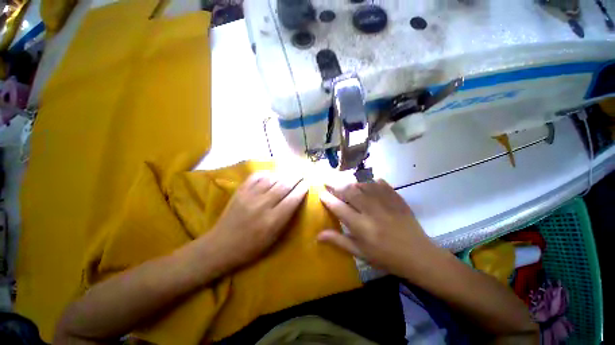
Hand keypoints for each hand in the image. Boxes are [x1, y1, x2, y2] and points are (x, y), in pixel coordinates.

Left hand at [205, 172, 308, 271]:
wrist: (221, 245)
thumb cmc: (252, 247)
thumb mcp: (274, 238)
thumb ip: (286, 218)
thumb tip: (295, 200)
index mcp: (272, 220)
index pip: (292, 199)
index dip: (302, 189)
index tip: (307, 183)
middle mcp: (262, 205)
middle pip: (284, 185)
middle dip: (296, 178)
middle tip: (302, 174)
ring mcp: (249, 196)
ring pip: (272, 178)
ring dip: (283, 175)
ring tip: (289, 174)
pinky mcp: (240, 191)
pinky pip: (256, 176)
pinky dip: (267, 174)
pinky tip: (271, 175)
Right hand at [318, 180, 438, 276]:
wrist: (418, 256)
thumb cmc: (386, 258)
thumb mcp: (360, 253)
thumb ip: (338, 241)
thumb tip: (318, 235)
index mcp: (361, 227)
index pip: (339, 208)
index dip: (327, 199)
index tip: (321, 193)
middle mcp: (371, 211)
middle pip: (350, 191)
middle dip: (335, 184)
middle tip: (327, 181)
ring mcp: (385, 203)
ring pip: (363, 184)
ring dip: (350, 180)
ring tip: (342, 180)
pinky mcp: (396, 198)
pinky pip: (380, 183)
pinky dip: (370, 179)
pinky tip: (365, 180)